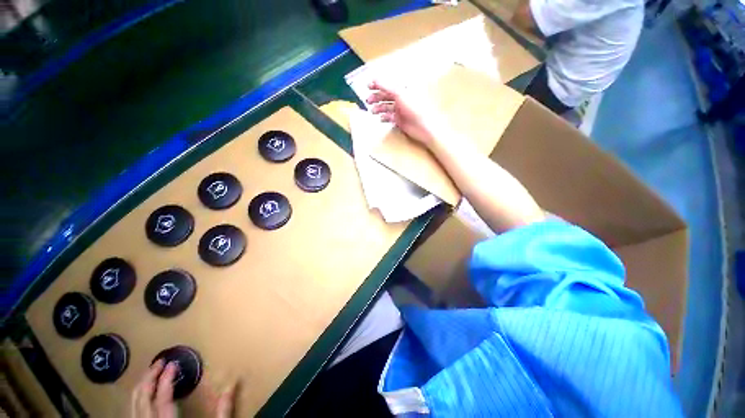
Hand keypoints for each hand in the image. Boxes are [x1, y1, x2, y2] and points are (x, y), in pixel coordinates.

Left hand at [131, 360, 235, 417]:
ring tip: (148, 373)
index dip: (165, 379)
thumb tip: (232, 385)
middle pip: (142, 401)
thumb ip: (222, 412)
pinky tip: (141, 395)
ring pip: (132, 408)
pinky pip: (131, 415)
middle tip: (159, 362)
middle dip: (148, 378)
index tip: (173, 363)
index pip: (162, 399)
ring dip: (139, 388)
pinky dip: (135, 401)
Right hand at [366, 81, 442, 146]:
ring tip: (372, 111)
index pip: (388, 83)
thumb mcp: (399, 93)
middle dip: (376, 97)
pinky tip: (381, 118)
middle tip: (367, 100)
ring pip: (386, 107)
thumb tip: (374, 78)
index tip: (367, 86)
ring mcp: (400, 110)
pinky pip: (389, 117)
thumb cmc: (414, 107)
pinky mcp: (399, 120)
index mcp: (403, 88)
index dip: (378, 84)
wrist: (423, 127)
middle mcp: (401, 98)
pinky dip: (384, 117)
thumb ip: (386, 86)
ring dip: (378, 108)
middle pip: (386, 95)